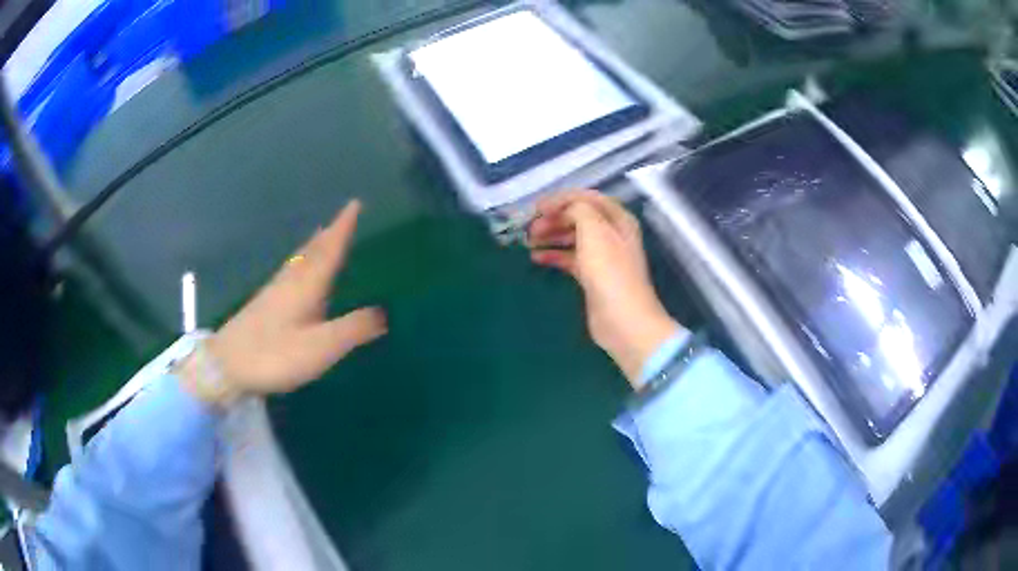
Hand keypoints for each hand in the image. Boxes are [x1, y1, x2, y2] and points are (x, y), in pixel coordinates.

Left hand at [179, 200, 386, 402]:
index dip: (343, 228)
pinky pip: (289, 273)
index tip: (354, 204)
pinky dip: (299, 262)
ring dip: (314, 246)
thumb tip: (384, 312)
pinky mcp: (263, 305)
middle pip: (313, 251)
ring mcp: (274, 293)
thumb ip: (352, 330)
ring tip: (322, 235)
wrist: (226, 365)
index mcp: (306, 286)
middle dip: (330, 233)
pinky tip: (294, 272)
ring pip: (299, 261)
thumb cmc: (274, 355)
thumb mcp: (320, 347)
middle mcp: (290, 282)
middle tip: (343, 216)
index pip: (329, 250)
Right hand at [528, 190, 680, 386]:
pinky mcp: (593, 277)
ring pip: (573, 237)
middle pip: (579, 217)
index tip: (536, 208)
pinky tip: (536, 258)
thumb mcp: (594, 231)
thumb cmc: (609, 272)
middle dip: (553, 218)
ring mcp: (603, 257)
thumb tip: (566, 209)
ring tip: (529, 241)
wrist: (623, 320)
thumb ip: (579, 210)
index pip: (586, 198)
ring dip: (551, 235)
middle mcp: (612, 234)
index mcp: (617, 219)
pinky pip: (571, 258)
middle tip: (530, 227)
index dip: (561, 199)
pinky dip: (554, 255)